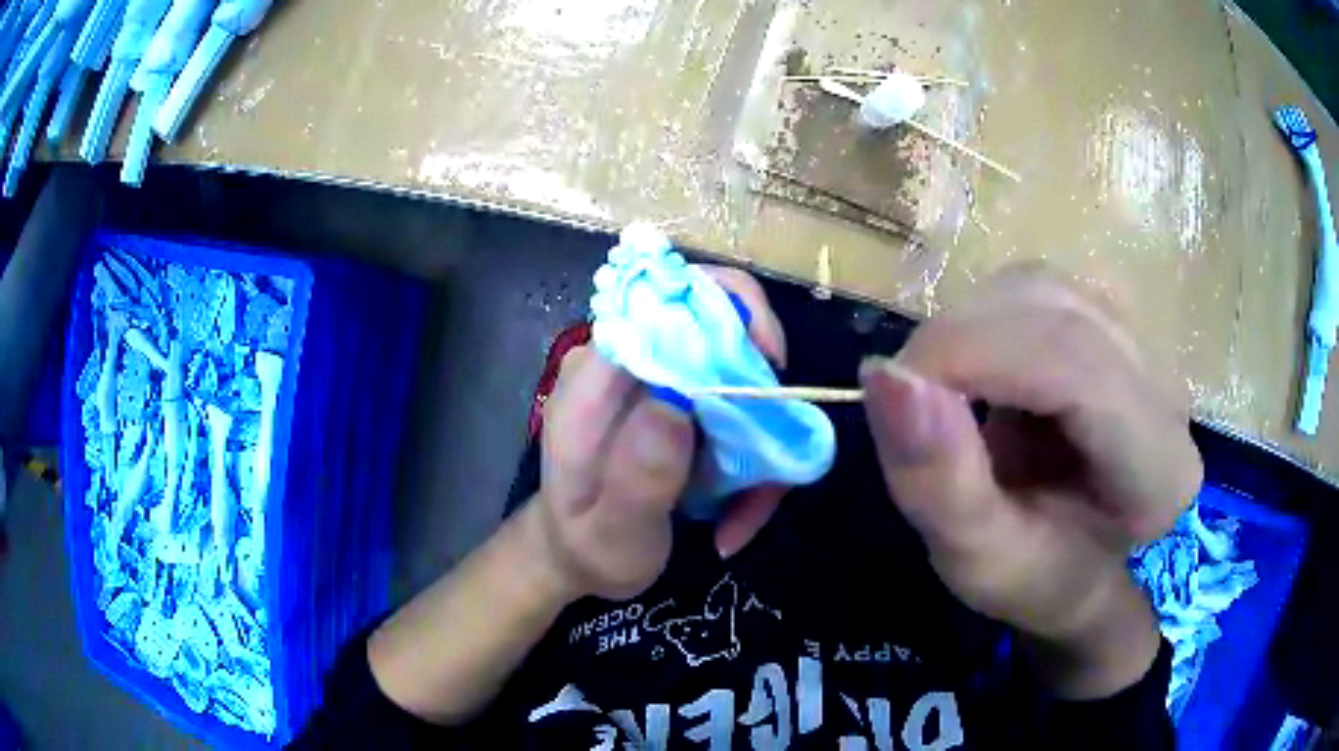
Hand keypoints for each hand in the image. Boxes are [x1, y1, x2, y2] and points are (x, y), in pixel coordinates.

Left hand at [531, 267, 790, 601]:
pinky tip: (735, 512)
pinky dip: (752, 455)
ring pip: (740, 374)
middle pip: (720, 329)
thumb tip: (675, 405)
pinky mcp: (679, 401)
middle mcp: (629, 362)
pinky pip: (737, 406)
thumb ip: (638, 477)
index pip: (666, 302)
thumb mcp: (612, 533)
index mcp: (598, 379)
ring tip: (747, 508)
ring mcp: (657, 380)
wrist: (575, 552)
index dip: (731, 314)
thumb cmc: (588, 545)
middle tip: (771, 459)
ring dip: (762, 438)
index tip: (769, 372)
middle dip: (762, 394)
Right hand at [860, 263, 1201, 697]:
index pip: (1072, 360)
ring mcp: (1144, 344)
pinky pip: (1040, 290)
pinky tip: (983, 373)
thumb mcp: (976, 561)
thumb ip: (938, 481)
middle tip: (910, 398)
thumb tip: (885, 375)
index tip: (893, 387)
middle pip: (1057, 311)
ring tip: (949, 392)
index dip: (972, 353)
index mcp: (1155, 467)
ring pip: (1044, 287)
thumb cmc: (1035, 580)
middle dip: (962, 338)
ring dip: (974, 327)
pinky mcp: (1115, 323)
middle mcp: (1164, 388)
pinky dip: (988, 319)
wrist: (1082, 567)